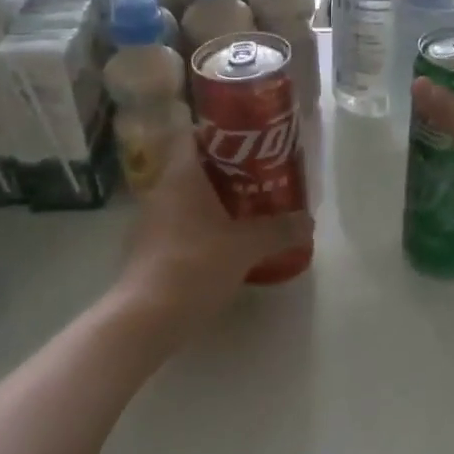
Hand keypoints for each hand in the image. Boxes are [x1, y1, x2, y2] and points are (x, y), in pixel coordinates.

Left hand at [118, 134, 311, 338]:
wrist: (144, 318)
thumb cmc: (195, 266)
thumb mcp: (246, 247)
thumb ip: (279, 230)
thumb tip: (309, 221)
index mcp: (182, 176)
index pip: (196, 136)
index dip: (222, 134)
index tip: (251, 142)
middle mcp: (162, 190)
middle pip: (196, 167)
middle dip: (228, 171)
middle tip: (262, 177)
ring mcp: (151, 220)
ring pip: (188, 198)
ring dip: (216, 201)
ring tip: (250, 209)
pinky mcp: (148, 249)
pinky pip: (180, 224)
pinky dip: (202, 226)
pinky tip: (225, 243)